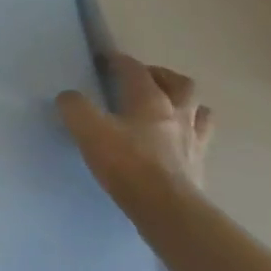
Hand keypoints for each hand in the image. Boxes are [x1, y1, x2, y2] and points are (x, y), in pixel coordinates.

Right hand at [57, 53, 214, 201]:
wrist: (168, 210)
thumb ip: (75, 107)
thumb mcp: (88, 130)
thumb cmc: (127, 164)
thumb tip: (69, 98)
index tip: (105, 59)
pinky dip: (191, 134)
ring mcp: (193, 141)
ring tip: (170, 108)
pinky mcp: (199, 167)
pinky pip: (201, 141)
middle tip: (145, 79)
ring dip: (186, 104)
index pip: (135, 69)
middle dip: (162, 76)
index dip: (119, 60)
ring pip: (200, 111)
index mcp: (150, 99)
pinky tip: (178, 143)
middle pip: (181, 84)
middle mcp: (177, 114)